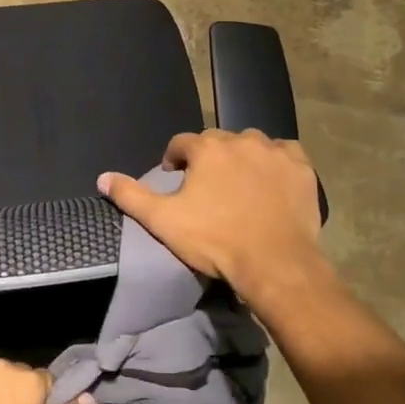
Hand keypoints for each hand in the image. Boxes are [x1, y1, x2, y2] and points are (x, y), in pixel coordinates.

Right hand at [97, 129, 328, 305]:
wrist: (274, 263)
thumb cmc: (215, 240)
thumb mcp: (163, 221)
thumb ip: (131, 196)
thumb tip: (103, 177)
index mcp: (207, 149)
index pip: (182, 143)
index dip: (175, 159)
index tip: (175, 178)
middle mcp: (241, 140)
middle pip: (218, 141)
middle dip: (209, 158)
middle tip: (208, 186)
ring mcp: (275, 152)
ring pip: (252, 144)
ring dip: (243, 157)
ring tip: (240, 183)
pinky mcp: (302, 168)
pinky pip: (286, 153)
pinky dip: (276, 162)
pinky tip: (272, 181)